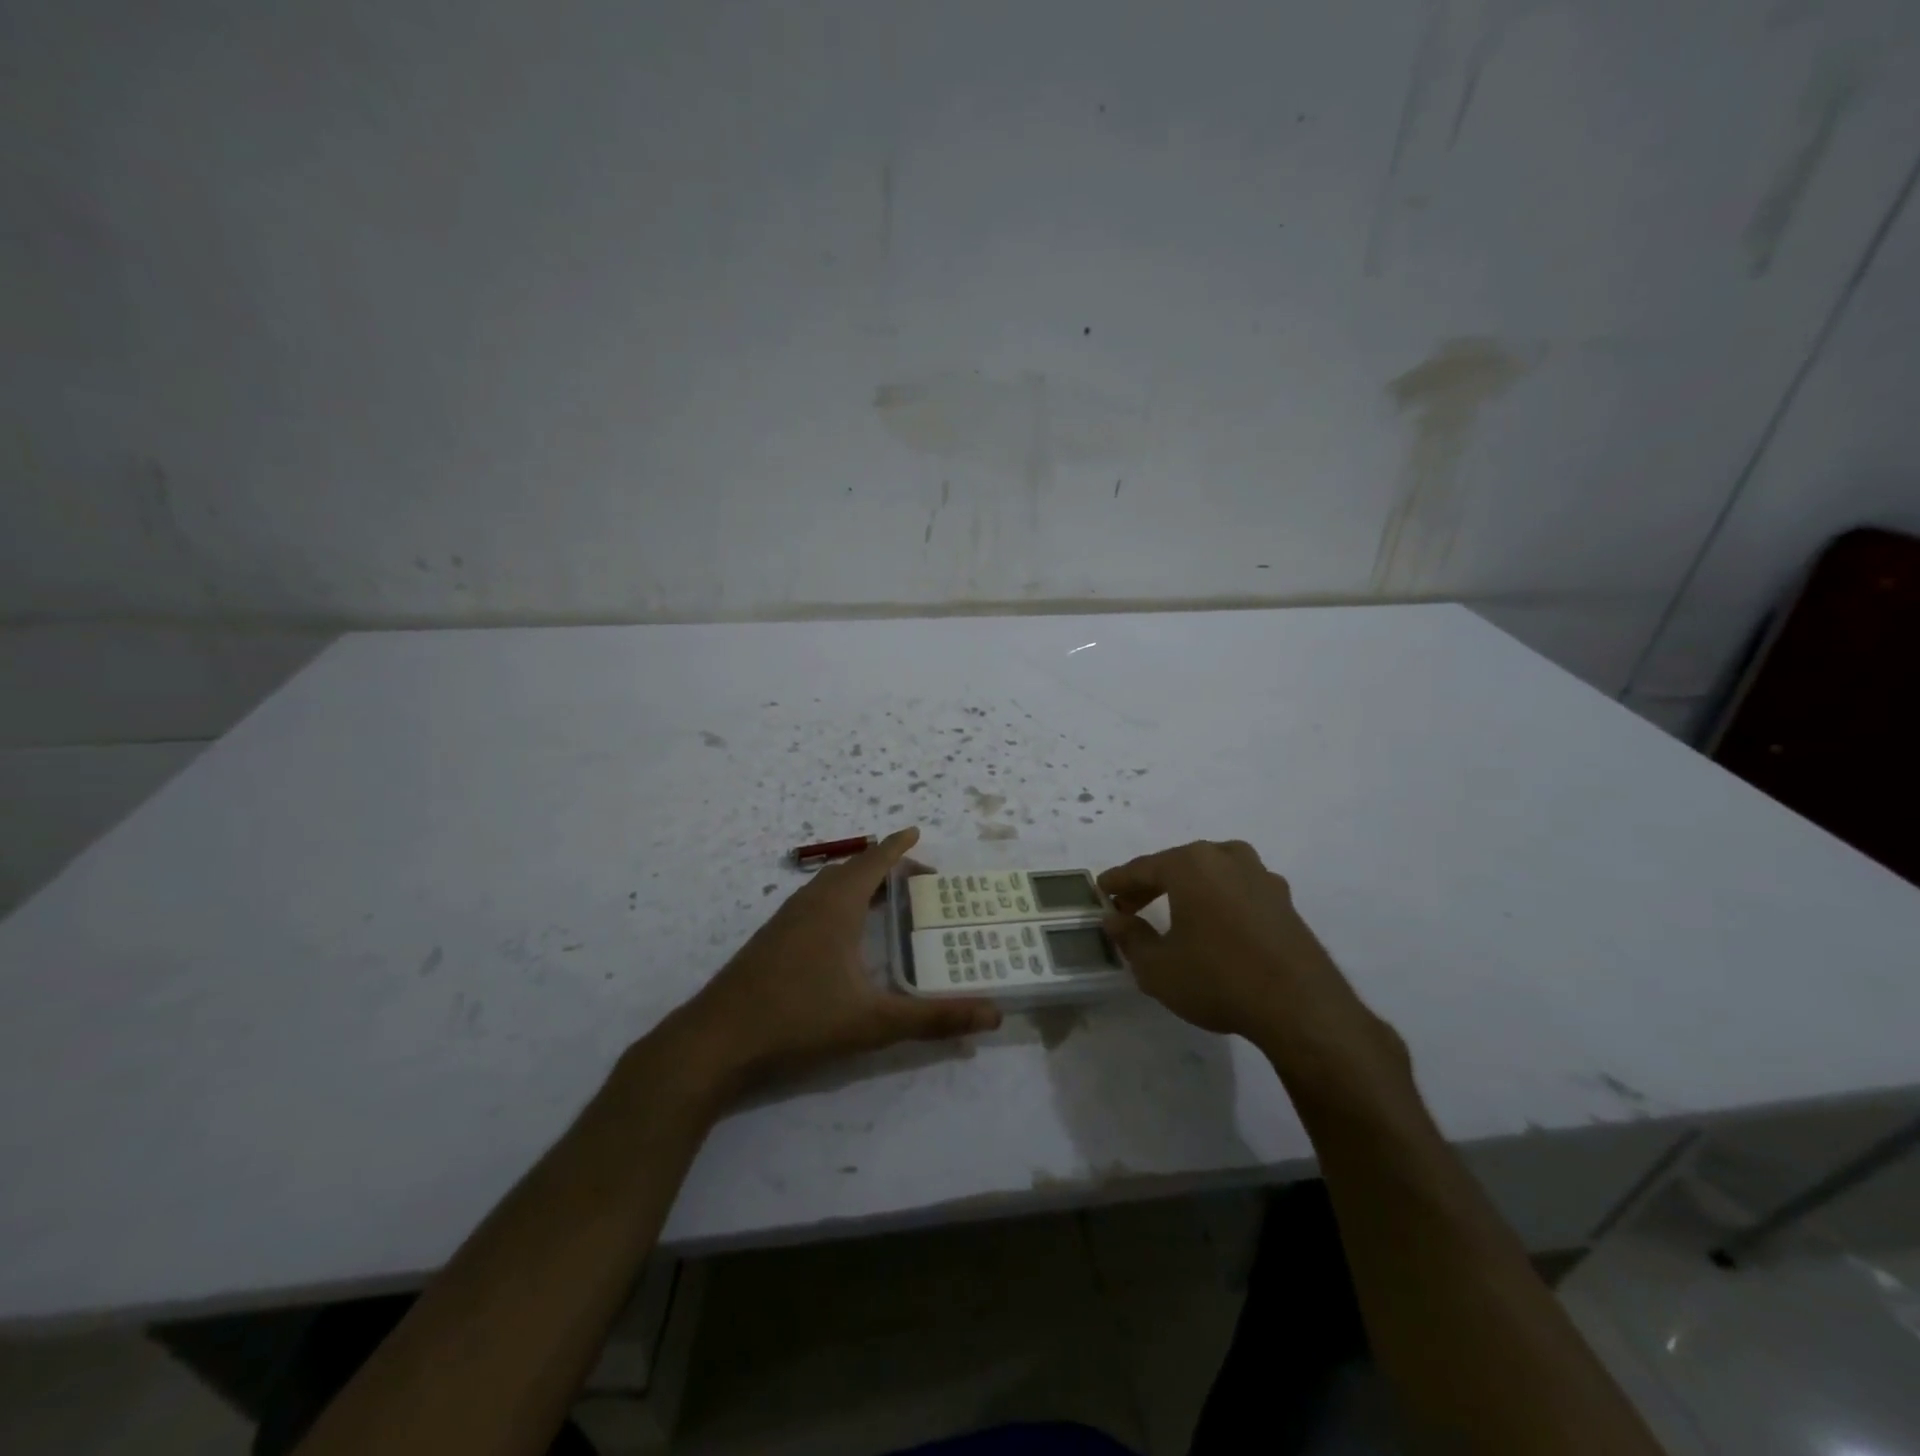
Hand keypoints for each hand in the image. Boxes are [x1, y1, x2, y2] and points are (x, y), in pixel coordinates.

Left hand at [669, 827, 1001, 1095]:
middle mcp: (811, 901)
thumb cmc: (799, 1019)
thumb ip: (933, 1018)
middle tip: (919, 881)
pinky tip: (845, 934)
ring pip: (830, 886)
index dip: (898, 846)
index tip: (917, 831)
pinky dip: (840, 901)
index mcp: (837, 905)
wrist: (716, 1041)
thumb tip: (993, 1013)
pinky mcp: (772, 939)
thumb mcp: (874, 1022)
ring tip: (888, 902)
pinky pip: (815, 903)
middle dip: (886, 868)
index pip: (873, 861)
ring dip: (861, 884)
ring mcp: (786, 919)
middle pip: (853, 870)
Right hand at [1100, 840, 1406, 1086]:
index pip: (1142, 868)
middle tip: (1129, 906)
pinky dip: (1217, 898)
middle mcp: (1226, 858)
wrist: (1300, 1007)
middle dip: (1150, 884)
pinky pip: (1237, 888)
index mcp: (1191, 864)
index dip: (1117, 881)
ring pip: (1211, 871)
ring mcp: (1261, 876)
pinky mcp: (1284, 900)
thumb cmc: (1218, 979)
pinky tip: (1214, 923)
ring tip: (1172, 910)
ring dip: (1187, 887)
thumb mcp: (1158, 968)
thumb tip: (1115, 920)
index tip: (1100, 891)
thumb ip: (1130, 938)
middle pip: (1177, 864)